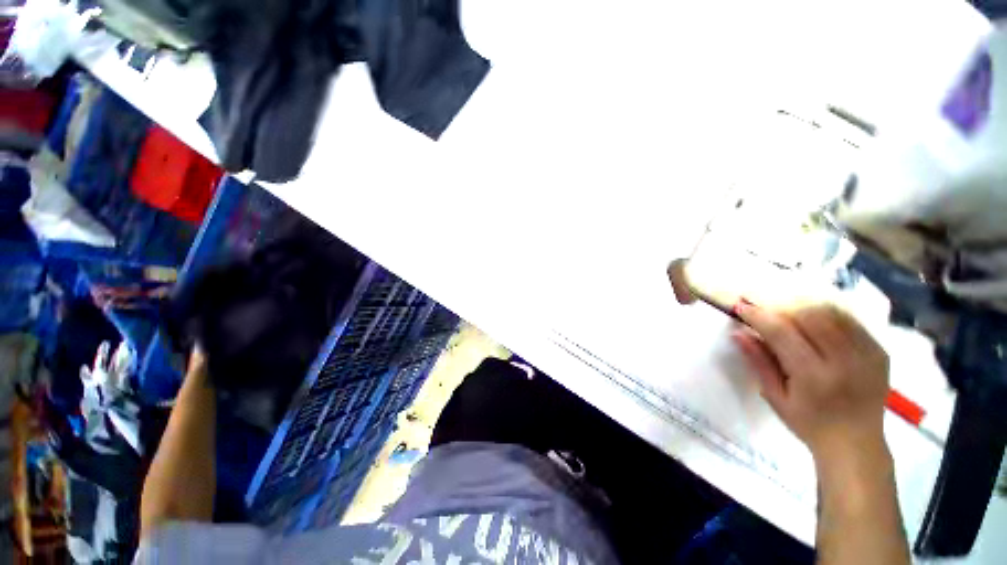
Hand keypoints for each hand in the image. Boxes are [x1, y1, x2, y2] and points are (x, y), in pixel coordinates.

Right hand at [732, 301, 889, 464]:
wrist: (856, 443)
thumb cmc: (808, 423)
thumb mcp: (775, 397)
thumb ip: (758, 361)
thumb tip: (737, 332)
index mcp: (813, 377)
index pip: (782, 332)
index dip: (759, 316)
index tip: (742, 307)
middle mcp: (843, 361)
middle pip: (808, 315)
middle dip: (781, 309)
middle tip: (767, 315)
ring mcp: (866, 354)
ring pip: (830, 312)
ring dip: (803, 309)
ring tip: (790, 318)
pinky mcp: (878, 351)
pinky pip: (850, 320)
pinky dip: (827, 316)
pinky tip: (816, 325)